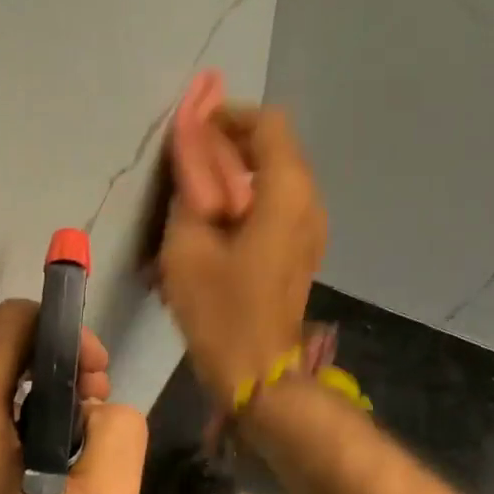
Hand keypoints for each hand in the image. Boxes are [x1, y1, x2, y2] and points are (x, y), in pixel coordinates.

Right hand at [159, 101, 327, 405]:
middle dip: (227, 147)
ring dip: (234, 175)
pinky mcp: (301, 249)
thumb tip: (190, 143)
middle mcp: (309, 201)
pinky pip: (275, 205)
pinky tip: (213, 226)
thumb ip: (189, 186)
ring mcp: (310, 227)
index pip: (266, 123)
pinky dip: (245, 200)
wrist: (258, 375)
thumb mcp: (188, 245)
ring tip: (193, 198)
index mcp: (287, 192)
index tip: (189, 134)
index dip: (226, 118)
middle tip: (183, 168)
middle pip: (272, 147)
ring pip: (273, 177)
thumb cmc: (220, 311)